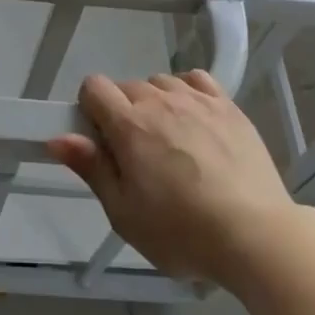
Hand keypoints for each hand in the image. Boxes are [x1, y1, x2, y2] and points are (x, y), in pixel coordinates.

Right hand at [46, 71, 297, 286]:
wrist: (257, 235)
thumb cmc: (183, 232)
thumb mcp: (125, 213)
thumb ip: (91, 168)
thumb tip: (57, 137)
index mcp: (129, 124)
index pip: (94, 86)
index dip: (90, 109)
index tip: (102, 142)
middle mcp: (160, 100)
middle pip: (127, 86)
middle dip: (123, 112)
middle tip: (137, 156)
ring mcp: (197, 99)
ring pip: (161, 83)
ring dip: (156, 103)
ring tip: (170, 142)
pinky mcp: (228, 106)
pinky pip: (196, 80)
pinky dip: (188, 92)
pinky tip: (195, 120)